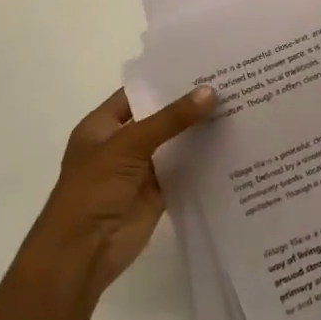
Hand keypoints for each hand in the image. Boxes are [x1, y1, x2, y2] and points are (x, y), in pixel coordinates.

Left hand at [29, 85, 214, 300]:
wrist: (82, 253)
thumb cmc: (94, 189)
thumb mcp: (129, 145)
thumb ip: (170, 119)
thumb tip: (209, 92)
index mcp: (103, 126)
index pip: (138, 93)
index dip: (165, 80)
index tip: (201, 66)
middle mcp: (122, 144)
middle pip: (159, 118)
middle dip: (188, 105)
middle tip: (228, 83)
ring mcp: (140, 170)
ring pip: (174, 144)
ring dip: (198, 132)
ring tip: (237, 108)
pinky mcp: (157, 194)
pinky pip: (183, 171)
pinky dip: (203, 162)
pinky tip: (231, 145)